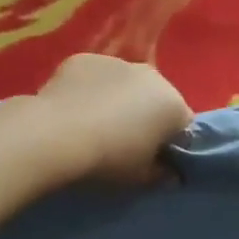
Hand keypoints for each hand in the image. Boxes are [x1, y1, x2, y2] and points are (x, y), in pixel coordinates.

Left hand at [34, 54, 193, 184]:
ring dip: (118, 100)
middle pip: (156, 98)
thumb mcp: (140, 179)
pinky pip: (95, 77)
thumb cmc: (108, 160)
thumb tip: (170, 173)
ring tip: (94, 125)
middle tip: (124, 142)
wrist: (55, 135)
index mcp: (173, 105)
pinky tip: (73, 110)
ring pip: (126, 84)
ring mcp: (117, 62)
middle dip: (146, 116)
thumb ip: (161, 174)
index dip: (171, 143)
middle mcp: (152, 76)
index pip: (184, 126)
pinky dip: (90, 89)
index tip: (154, 159)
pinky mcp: (85, 58)